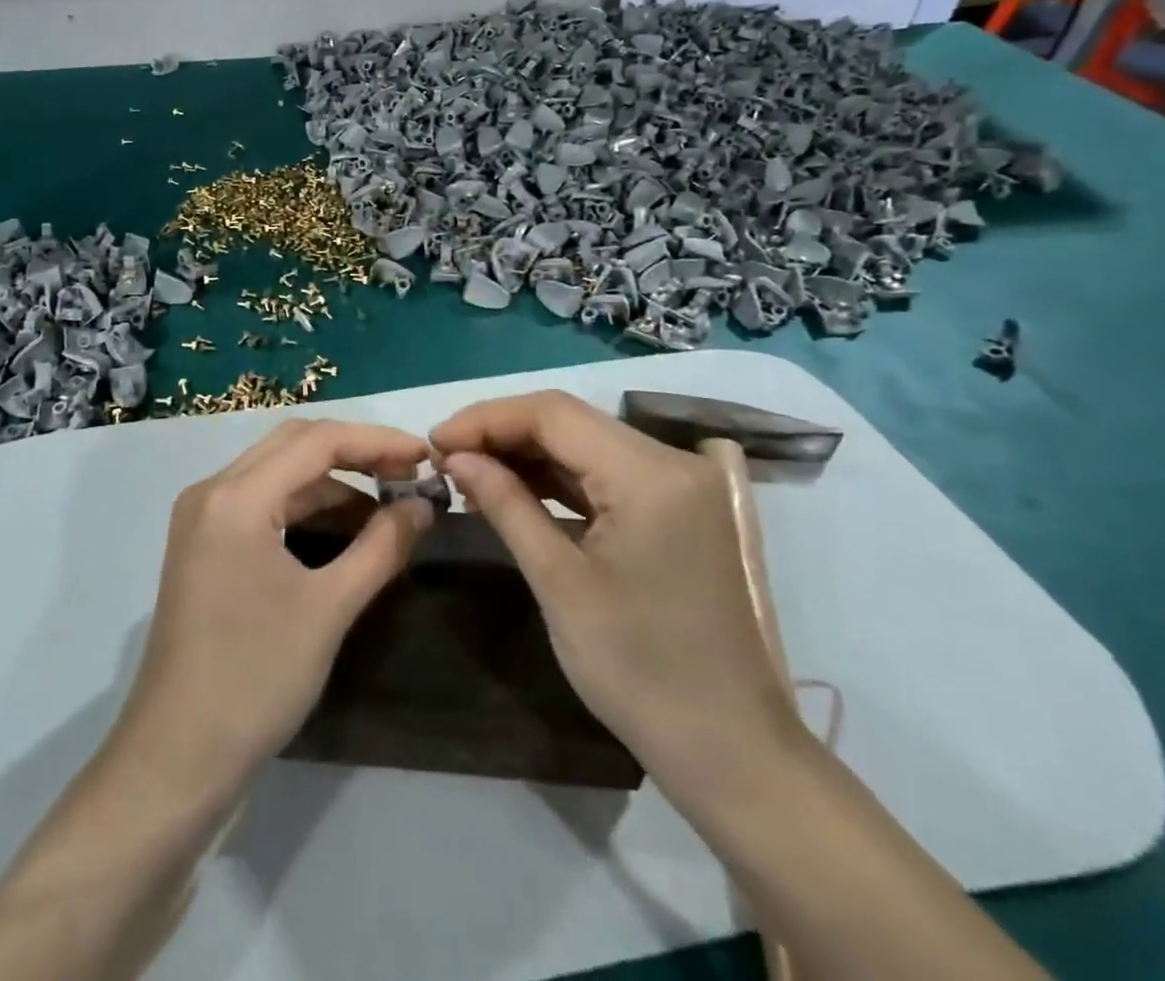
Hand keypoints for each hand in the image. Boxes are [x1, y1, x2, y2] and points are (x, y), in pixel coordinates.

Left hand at [114, 419, 434, 795]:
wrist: (177, 756)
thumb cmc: (255, 679)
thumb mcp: (329, 609)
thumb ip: (381, 547)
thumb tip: (423, 505)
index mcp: (235, 497)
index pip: (316, 441)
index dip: (376, 441)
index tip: (424, 455)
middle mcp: (212, 491)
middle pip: (293, 444)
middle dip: (354, 452)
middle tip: (407, 472)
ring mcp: (202, 517)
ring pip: (278, 472)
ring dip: (331, 481)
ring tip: (386, 503)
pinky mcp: (203, 542)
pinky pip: (262, 501)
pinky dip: (305, 505)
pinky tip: (344, 529)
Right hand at [432, 392, 802, 788]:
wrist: (730, 751)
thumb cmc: (639, 671)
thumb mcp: (559, 583)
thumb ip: (505, 504)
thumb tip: (455, 457)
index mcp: (652, 476)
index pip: (553, 414)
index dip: (486, 419)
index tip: (434, 442)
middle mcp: (673, 462)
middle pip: (569, 421)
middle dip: (501, 432)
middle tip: (445, 458)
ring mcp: (680, 484)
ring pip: (584, 442)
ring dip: (525, 453)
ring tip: (468, 472)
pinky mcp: (677, 507)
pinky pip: (604, 472)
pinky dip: (556, 477)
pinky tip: (514, 488)